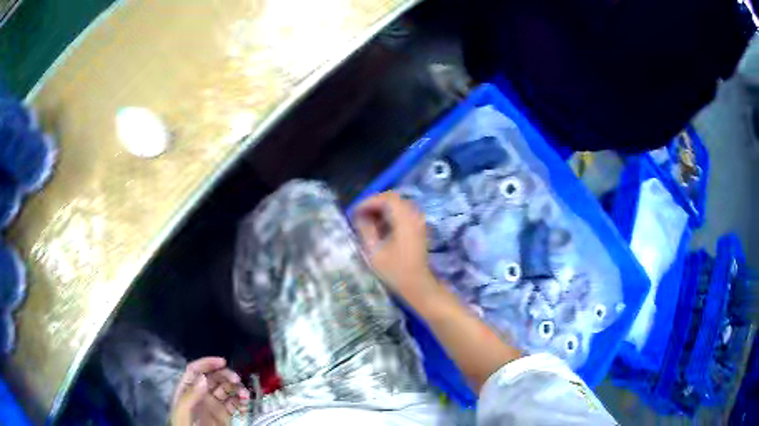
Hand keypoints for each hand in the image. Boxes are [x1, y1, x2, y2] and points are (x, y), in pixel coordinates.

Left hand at [170, 357, 250, 425]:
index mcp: (186, 390)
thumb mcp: (183, 412)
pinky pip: (234, 404)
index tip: (223, 362)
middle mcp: (200, 395)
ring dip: (237, 389)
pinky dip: (242, 402)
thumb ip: (190, 395)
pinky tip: (246, 404)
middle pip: (213, 378)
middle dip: (226, 375)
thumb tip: (203, 378)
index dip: (207, 363)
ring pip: (226, 390)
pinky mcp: (224, 416)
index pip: (195, 371)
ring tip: (245, 395)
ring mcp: (213, 405)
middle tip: (237, 380)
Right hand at [353, 192, 440, 304]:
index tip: (354, 212)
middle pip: (393, 198)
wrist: (418, 285)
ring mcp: (418, 221)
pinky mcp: (418, 228)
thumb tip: (360, 216)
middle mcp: (414, 216)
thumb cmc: (395, 270)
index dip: (368, 202)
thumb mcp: (374, 251)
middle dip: (374, 204)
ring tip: (367, 221)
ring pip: (398, 205)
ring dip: (382, 209)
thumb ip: (365, 229)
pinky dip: (390, 215)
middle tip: (359, 214)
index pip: (386, 198)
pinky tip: (380, 228)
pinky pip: (403, 213)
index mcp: (404, 219)